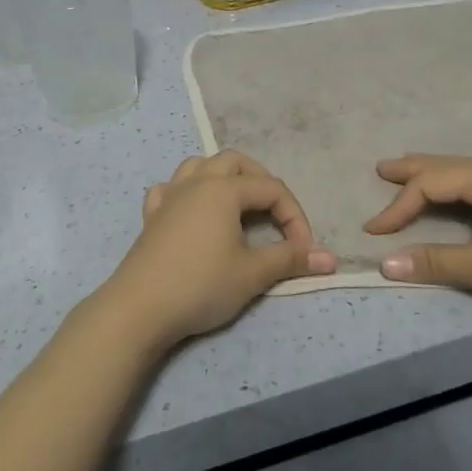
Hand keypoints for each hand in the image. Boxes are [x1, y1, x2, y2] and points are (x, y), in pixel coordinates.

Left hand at [96, 152, 337, 349]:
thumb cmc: (201, 285)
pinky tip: (192, 212)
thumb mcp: (252, 274)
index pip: (271, 189)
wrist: (139, 308)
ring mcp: (169, 196)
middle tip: (275, 214)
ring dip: (224, 178)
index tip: (303, 251)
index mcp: (223, 189)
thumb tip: (331, 259)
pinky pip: (171, 188)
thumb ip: (291, 259)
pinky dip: (187, 192)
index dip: (295, 216)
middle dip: (261, 182)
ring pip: (200, 166)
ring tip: (238, 204)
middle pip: (235, 162)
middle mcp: (196, 182)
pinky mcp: (151, 216)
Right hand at [364, 154, 471, 310]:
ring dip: (435, 174)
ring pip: (466, 171)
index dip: (399, 206)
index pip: (432, 185)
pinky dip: (456, 183)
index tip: (374, 230)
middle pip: (448, 165)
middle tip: (382, 169)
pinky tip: (458, 193)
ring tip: (411, 174)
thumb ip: (438, 263)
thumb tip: (386, 263)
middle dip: (413, 169)